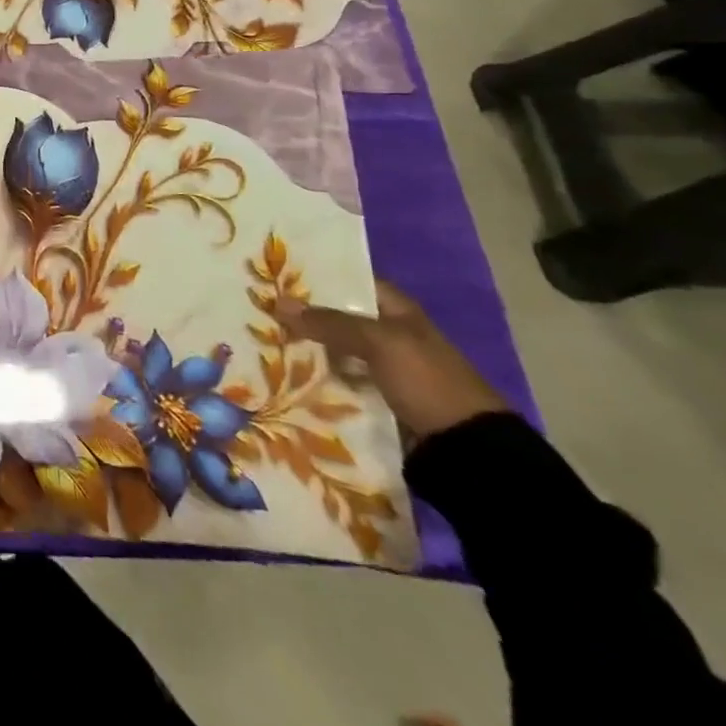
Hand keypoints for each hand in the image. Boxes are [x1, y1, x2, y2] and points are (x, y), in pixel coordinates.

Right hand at [274, 281, 507, 441]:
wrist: (465, 450)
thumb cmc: (427, 380)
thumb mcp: (379, 342)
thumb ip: (329, 322)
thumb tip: (278, 302)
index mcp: (398, 311)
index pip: (351, 282)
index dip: (317, 277)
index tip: (276, 275)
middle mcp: (388, 335)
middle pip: (337, 317)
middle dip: (303, 315)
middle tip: (259, 308)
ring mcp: (382, 369)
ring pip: (334, 350)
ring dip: (306, 349)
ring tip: (263, 340)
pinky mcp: (375, 398)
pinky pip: (337, 380)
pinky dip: (316, 378)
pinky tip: (285, 374)